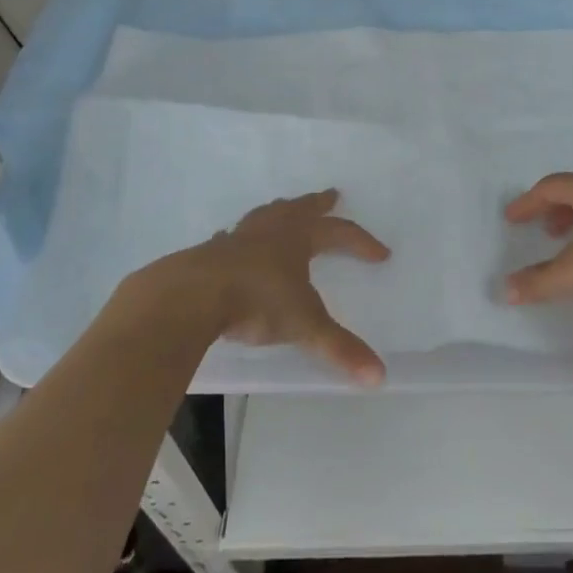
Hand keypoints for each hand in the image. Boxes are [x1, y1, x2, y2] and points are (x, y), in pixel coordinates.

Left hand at [185, 189, 389, 385]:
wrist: (190, 296)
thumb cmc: (256, 302)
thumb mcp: (304, 326)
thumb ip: (340, 349)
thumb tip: (379, 377)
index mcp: (298, 239)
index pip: (340, 232)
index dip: (362, 242)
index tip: (381, 254)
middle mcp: (270, 230)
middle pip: (300, 209)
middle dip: (318, 204)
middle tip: (331, 195)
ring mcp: (237, 238)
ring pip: (265, 216)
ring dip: (279, 212)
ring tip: (284, 209)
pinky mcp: (210, 252)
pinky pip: (231, 238)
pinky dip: (240, 238)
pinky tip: (234, 243)